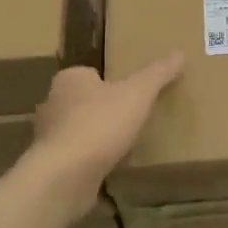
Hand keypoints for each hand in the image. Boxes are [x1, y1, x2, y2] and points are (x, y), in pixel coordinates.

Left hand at [26, 54, 183, 214]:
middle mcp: (53, 104)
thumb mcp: (137, 94)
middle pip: (82, 102)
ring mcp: (49, 137)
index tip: (129, 93)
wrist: (65, 175)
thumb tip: (179, 53)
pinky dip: (89, 162)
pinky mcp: (51, 165)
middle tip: (130, 119)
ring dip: (94, 137)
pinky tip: (108, 170)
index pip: (89, 74)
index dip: (108, 82)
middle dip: (101, 110)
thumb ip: (157, 74)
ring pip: (76, 130)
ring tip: (123, 146)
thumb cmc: (100, 124)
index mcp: (70, 80)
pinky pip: (75, 158)